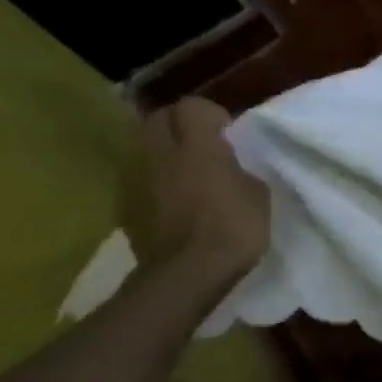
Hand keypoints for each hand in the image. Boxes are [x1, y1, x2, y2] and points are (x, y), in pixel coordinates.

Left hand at [121, 99, 269, 281]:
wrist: (187, 275)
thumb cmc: (233, 228)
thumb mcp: (257, 192)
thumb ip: (237, 168)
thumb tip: (228, 165)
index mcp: (197, 145)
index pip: (192, 106)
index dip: (210, 114)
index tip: (226, 131)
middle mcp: (159, 154)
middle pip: (157, 119)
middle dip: (177, 124)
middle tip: (200, 143)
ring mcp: (135, 180)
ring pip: (141, 147)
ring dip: (160, 151)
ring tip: (183, 170)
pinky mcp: (124, 206)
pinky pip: (136, 177)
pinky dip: (151, 179)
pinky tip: (169, 198)